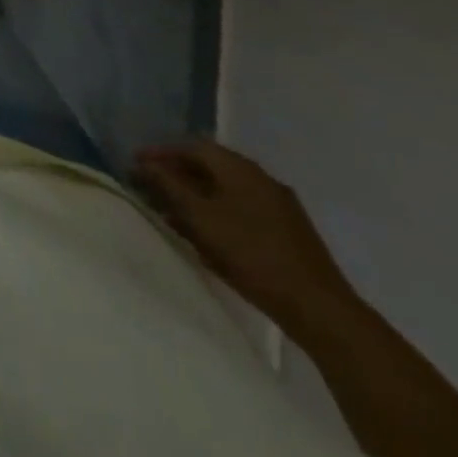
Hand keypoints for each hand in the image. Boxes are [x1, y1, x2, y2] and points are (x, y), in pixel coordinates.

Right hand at [132, 139, 355, 334]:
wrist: (321, 310)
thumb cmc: (253, 255)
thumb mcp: (202, 219)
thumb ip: (169, 187)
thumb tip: (143, 165)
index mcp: (240, 167)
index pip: (192, 146)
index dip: (161, 153)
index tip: (136, 163)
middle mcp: (260, 177)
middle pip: (209, 167)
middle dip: (177, 176)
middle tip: (150, 189)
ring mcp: (278, 205)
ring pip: (225, 191)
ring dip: (196, 198)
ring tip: (171, 215)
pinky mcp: (288, 232)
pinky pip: (241, 210)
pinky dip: (217, 215)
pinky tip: (206, 237)